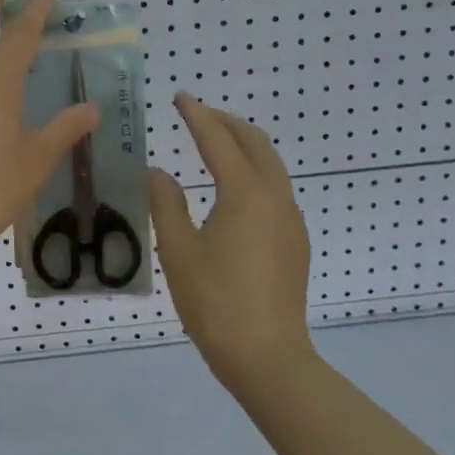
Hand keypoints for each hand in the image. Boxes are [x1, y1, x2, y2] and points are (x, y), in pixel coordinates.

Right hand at [149, 95, 314, 390]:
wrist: (268, 357)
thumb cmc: (216, 302)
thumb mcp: (178, 251)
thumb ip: (166, 204)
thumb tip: (158, 173)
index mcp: (245, 193)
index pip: (218, 140)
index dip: (197, 115)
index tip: (180, 97)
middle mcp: (274, 196)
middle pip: (254, 142)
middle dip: (225, 122)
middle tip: (197, 115)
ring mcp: (290, 219)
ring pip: (270, 164)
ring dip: (243, 145)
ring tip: (214, 144)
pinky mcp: (295, 240)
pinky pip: (275, 187)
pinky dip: (253, 170)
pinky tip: (234, 189)